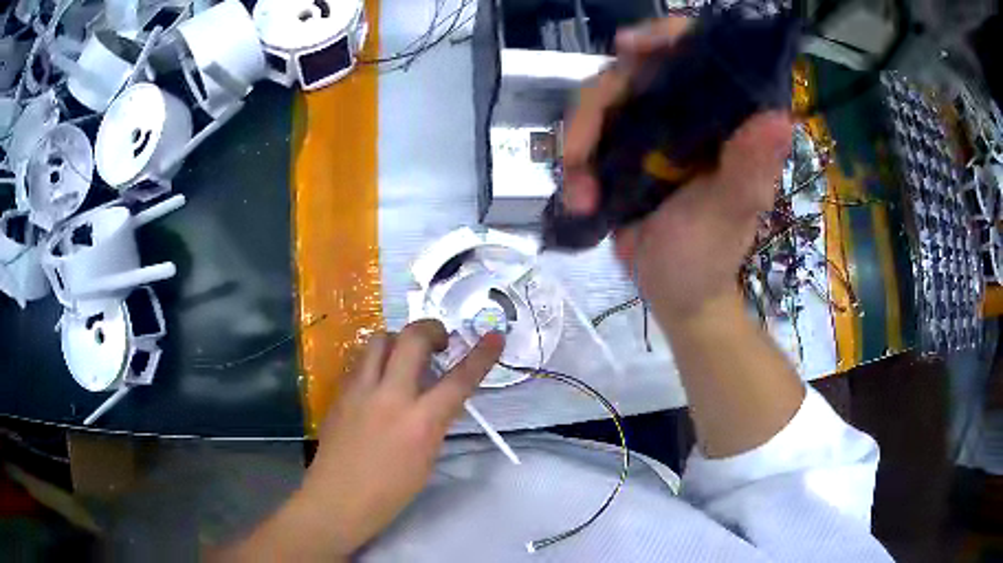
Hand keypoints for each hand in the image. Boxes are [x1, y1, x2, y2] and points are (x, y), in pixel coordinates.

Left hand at [220, 321, 503, 560]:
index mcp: (421, 422)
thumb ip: (433, 421)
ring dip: (399, 340)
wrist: (338, 499)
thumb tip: (436, 397)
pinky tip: (379, 381)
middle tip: (439, 342)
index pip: (459, 379)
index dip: (482, 355)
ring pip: (380, 339)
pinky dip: (376, 361)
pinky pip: (361, 361)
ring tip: (405, 358)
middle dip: (432, 329)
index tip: (495, 336)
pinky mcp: (340, 392)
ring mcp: (360, 390)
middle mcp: (390, 396)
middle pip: (412, 338)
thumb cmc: (390, 491)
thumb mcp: (426, 458)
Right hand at [563, 17, 792, 321]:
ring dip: (577, 145)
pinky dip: (573, 165)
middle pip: (629, 73)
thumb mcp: (731, 213)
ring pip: (598, 104)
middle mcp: (685, 112)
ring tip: (581, 198)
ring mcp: (649, 129)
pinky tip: (578, 200)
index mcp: (722, 117)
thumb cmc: (710, 256)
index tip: (628, 46)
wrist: (677, 294)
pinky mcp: (621, 151)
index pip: (696, 54)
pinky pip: (585, 136)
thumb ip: (749, 167)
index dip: (663, 37)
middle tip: (578, 154)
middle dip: (594, 109)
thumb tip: (778, 117)